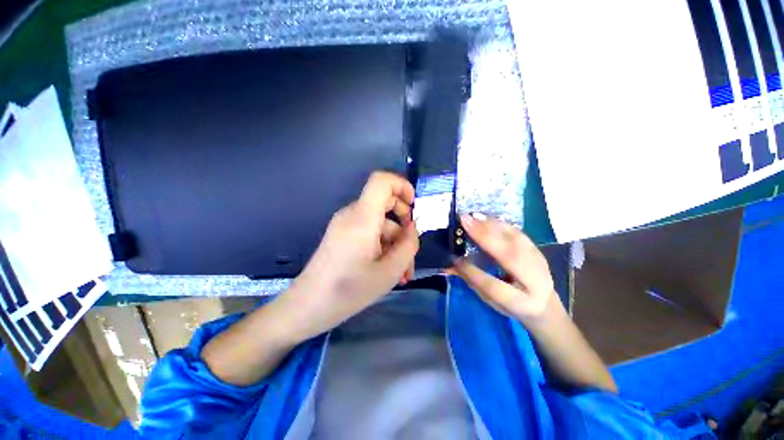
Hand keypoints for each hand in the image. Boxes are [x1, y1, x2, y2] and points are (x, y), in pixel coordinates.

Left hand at [277, 171, 419, 341]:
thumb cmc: (349, 290)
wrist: (308, 307)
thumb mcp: (390, 271)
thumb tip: (412, 228)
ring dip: (395, 244)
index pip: (381, 180)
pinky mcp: (342, 235)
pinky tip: (388, 271)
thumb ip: (408, 245)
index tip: (414, 208)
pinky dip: (382, 247)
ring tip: (402, 274)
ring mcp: (345, 225)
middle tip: (411, 250)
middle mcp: (352, 214)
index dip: (402, 186)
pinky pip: (369, 232)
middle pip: (385, 202)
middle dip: (404, 224)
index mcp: (363, 217)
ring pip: (380, 224)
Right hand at [453, 214, 555, 323]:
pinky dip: (500, 223)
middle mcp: (535, 281)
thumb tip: (451, 264)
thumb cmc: (512, 304)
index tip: (455, 259)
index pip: (494, 287)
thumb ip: (472, 281)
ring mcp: (539, 261)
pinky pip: (517, 232)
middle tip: (465, 222)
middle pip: (510, 256)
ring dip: (492, 226)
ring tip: (473, 217)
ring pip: (516, 240)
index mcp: (521, 302)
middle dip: (485, 237)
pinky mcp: (537, 249)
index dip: (473, 272)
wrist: (544, 302)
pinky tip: (485, 217)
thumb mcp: (491, 300)